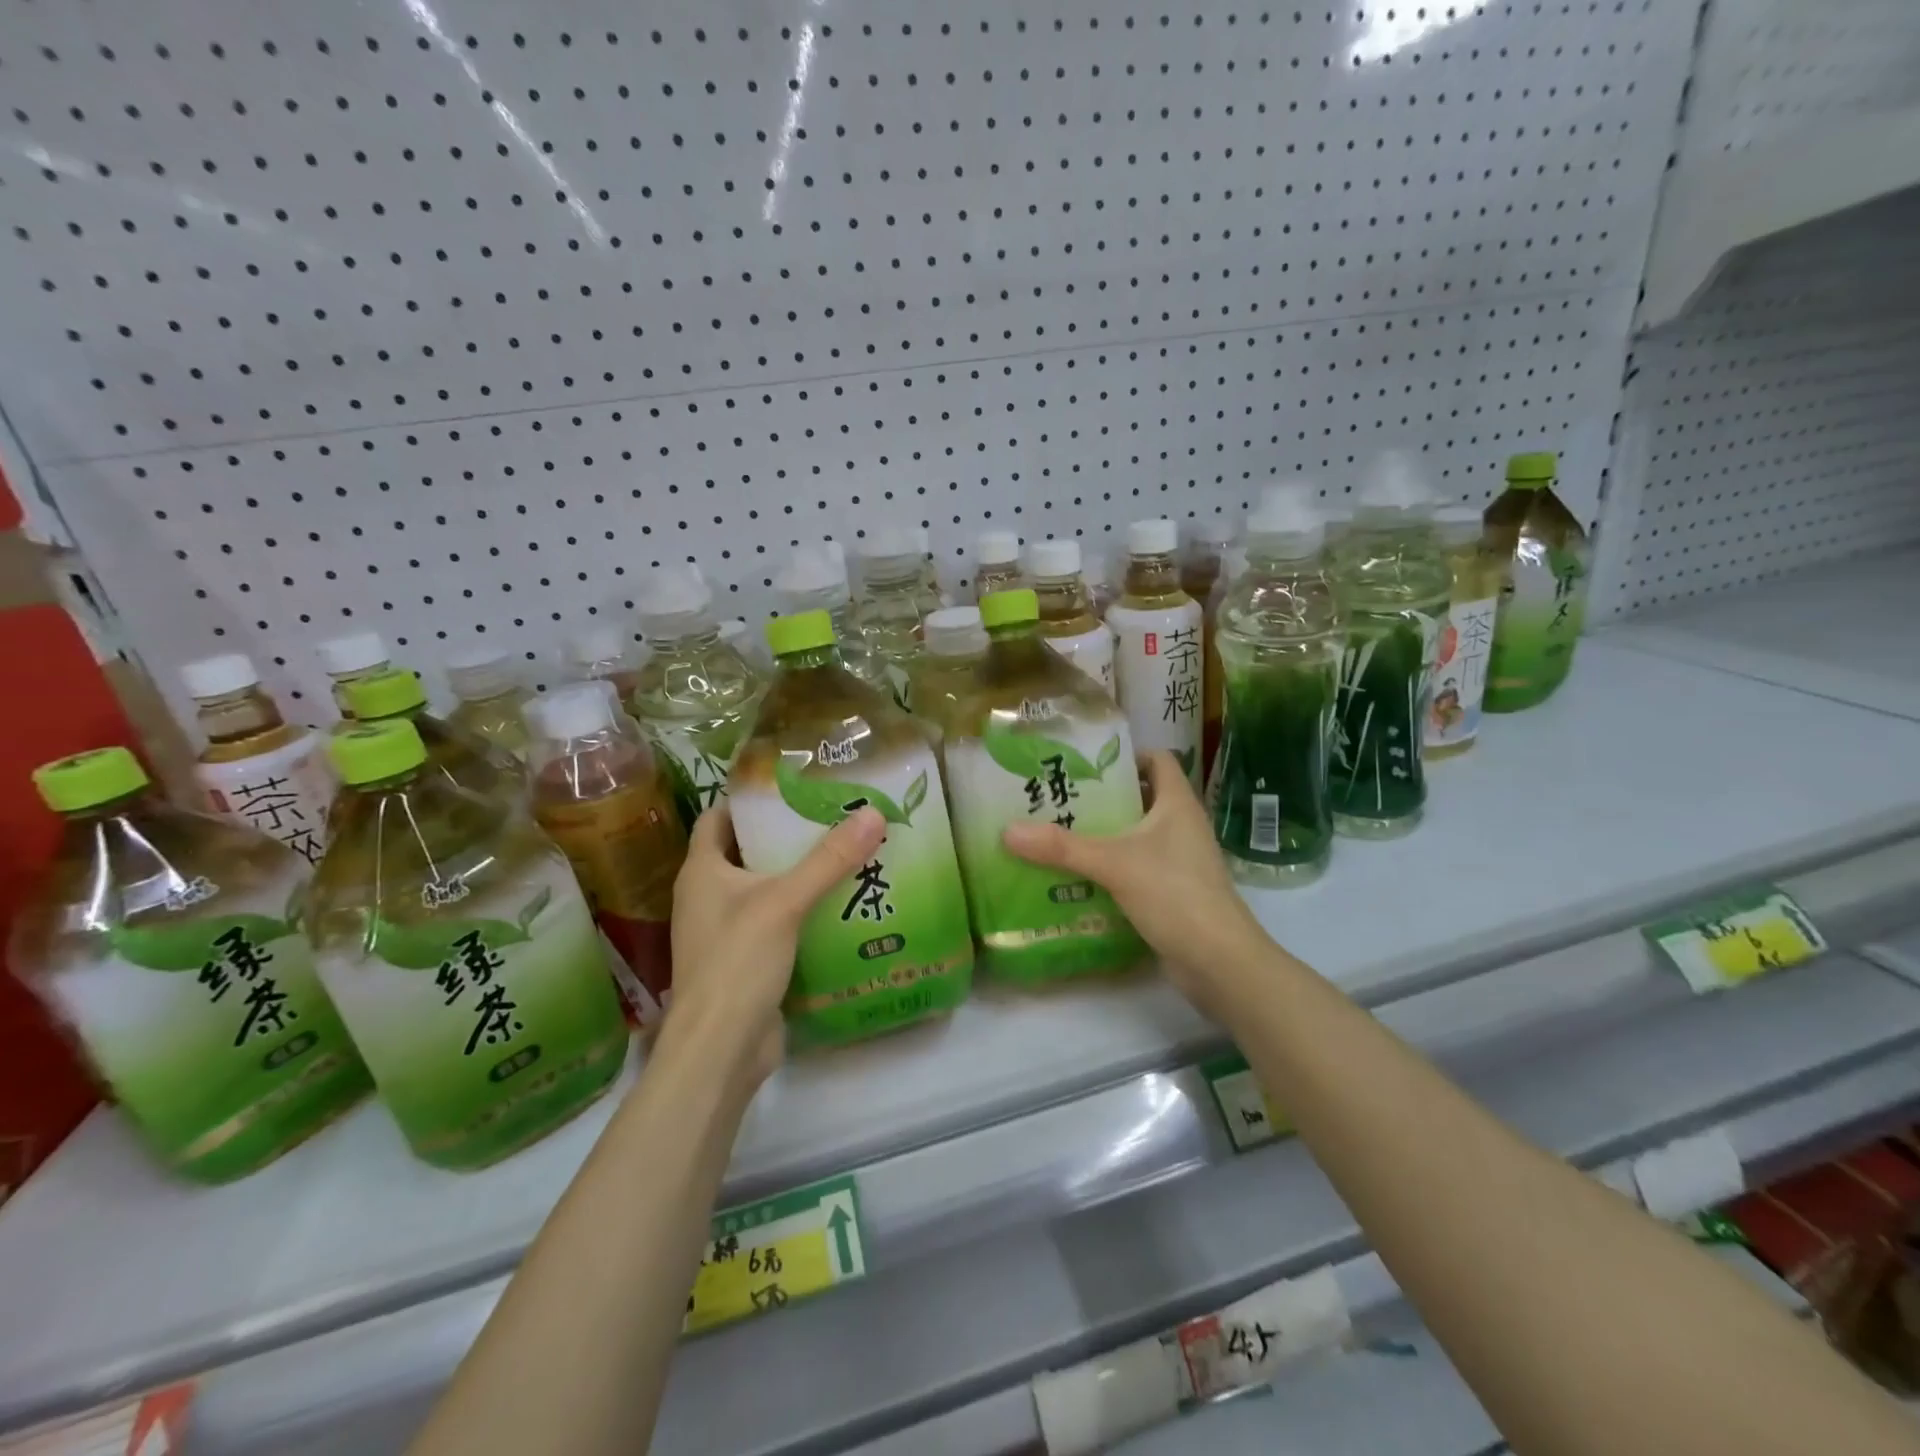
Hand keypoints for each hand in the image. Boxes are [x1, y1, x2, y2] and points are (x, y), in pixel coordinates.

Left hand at [665, 802, 886, 1087]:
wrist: (721, 1050)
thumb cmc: (737, 962)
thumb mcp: (785, 902)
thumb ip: (829, 859)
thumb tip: (873, 813)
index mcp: (701, 871)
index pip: (719, 817)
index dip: (750, 800)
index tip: (794, 787)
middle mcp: (708, 896)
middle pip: (747, 851)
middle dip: (786, 835)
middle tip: (834, 817)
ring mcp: (726, 930)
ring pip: (765, 889)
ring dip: (799, 874)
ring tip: (846, 854)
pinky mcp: (747, 960)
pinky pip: (777, 922)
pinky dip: (803, 911)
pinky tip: (841, 904)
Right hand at [1001, 752, 1271, 1015]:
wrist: (1220, 962)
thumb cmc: (1174, 895)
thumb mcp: (1113, 864)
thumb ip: (1062, 847)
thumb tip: (1008, 831)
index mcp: (1177, 804)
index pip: (1157, 760)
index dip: (1126, 756)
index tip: (1085, 763)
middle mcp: (1182, 826)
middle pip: (1141, 798)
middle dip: (1101, 798)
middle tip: (1058, 799)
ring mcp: (1179, 861)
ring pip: (1136, 836)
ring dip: (1103, 836)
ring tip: (1058, 835)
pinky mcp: (1172, 892)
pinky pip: (1136, 868)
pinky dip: (1110, 868)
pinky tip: (1077, 877)